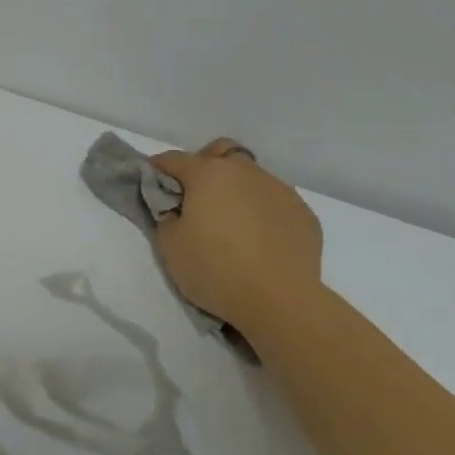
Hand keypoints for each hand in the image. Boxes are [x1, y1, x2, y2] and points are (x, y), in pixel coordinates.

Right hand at [150, 139, 324, 343]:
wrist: (280, 300)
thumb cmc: (215, 269)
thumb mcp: (170, 245)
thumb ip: (166, 215)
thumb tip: (176, 207)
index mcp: (209, 174)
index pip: (174, 160)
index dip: (158, 169)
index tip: (151, 182)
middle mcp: (246, 172)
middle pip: (220, 154)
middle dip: (203, 167)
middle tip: (195, 198)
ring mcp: (280, 190)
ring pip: (251, 177)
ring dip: (235, 190)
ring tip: (231, 224)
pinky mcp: (303, 212)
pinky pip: (274, 202)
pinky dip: (261, 212)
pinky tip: (259, 240)